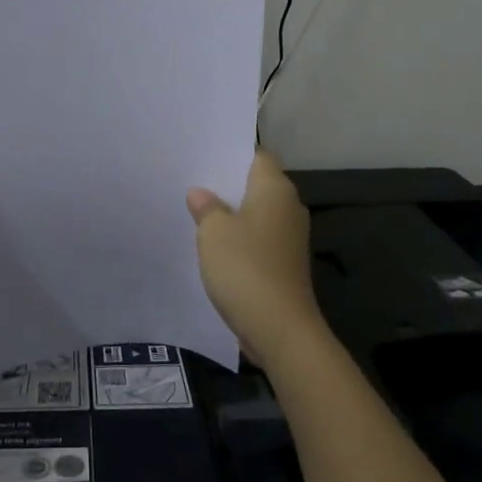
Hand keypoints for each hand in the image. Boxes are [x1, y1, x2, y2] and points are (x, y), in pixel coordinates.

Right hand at [186, 150, 323, 367]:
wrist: (280, 328)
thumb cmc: (245, 267)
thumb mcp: (214, 232)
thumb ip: (206, 207)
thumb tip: (201, 193)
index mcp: (275, 189)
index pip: (257, 156)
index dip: (232, 152)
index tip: (205, 153)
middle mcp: (288, 207)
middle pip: (256, 184)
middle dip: (227, 183)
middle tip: (192, 180)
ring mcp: (289, 238)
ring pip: (256, 213)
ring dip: (232, 213)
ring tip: (197, 210)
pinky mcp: (284, 263)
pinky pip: (257, 239)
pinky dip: (239, 238)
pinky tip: (213, 244)